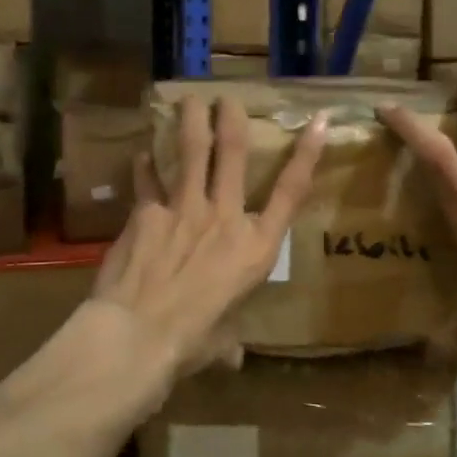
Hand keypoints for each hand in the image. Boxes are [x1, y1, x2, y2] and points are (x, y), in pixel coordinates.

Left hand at [90, 93, 324, 382]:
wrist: (139, 334)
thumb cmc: (190, 343)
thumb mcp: (221, 342)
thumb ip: (228, 341)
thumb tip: (229, 358)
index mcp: (255, 248)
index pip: (291, 192)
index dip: (306, 154)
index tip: (317, 120)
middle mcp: (225, 218)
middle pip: (235, 154)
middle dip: (232, 119)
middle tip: (227, 97)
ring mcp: (185, 209)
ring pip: (192, 151)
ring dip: (191, 121)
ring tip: (189, 99)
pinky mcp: (147, 212)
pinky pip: (147, 180)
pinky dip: (144, 166)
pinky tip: (141, 153)